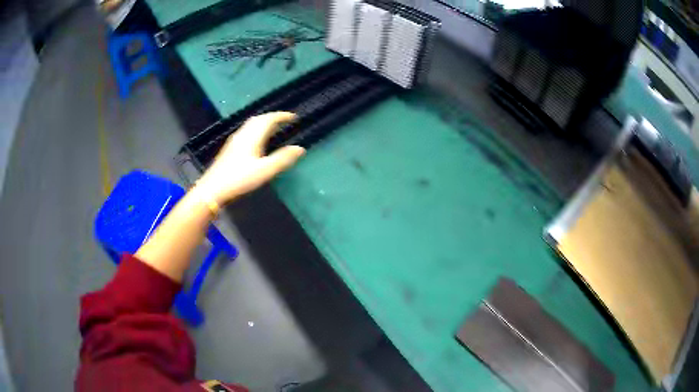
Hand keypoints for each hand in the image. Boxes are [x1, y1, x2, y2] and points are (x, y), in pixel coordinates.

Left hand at [194, 112, 304, 204]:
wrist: (213, 189)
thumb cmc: (240, 179)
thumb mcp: (265, 170)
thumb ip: (282, 159)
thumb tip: (300, 148)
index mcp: (252, 136)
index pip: (269, 119)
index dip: (282, 116)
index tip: (293, 117)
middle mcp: (243, 134)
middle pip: (259, 119)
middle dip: (272, 117)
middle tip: (284, 121)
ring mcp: (234, 141)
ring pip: (251, 125)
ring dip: (263, 123)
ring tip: (273, 128)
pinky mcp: (229, 148)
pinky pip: (246, 131)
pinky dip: (256, 130)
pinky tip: (256, 141)